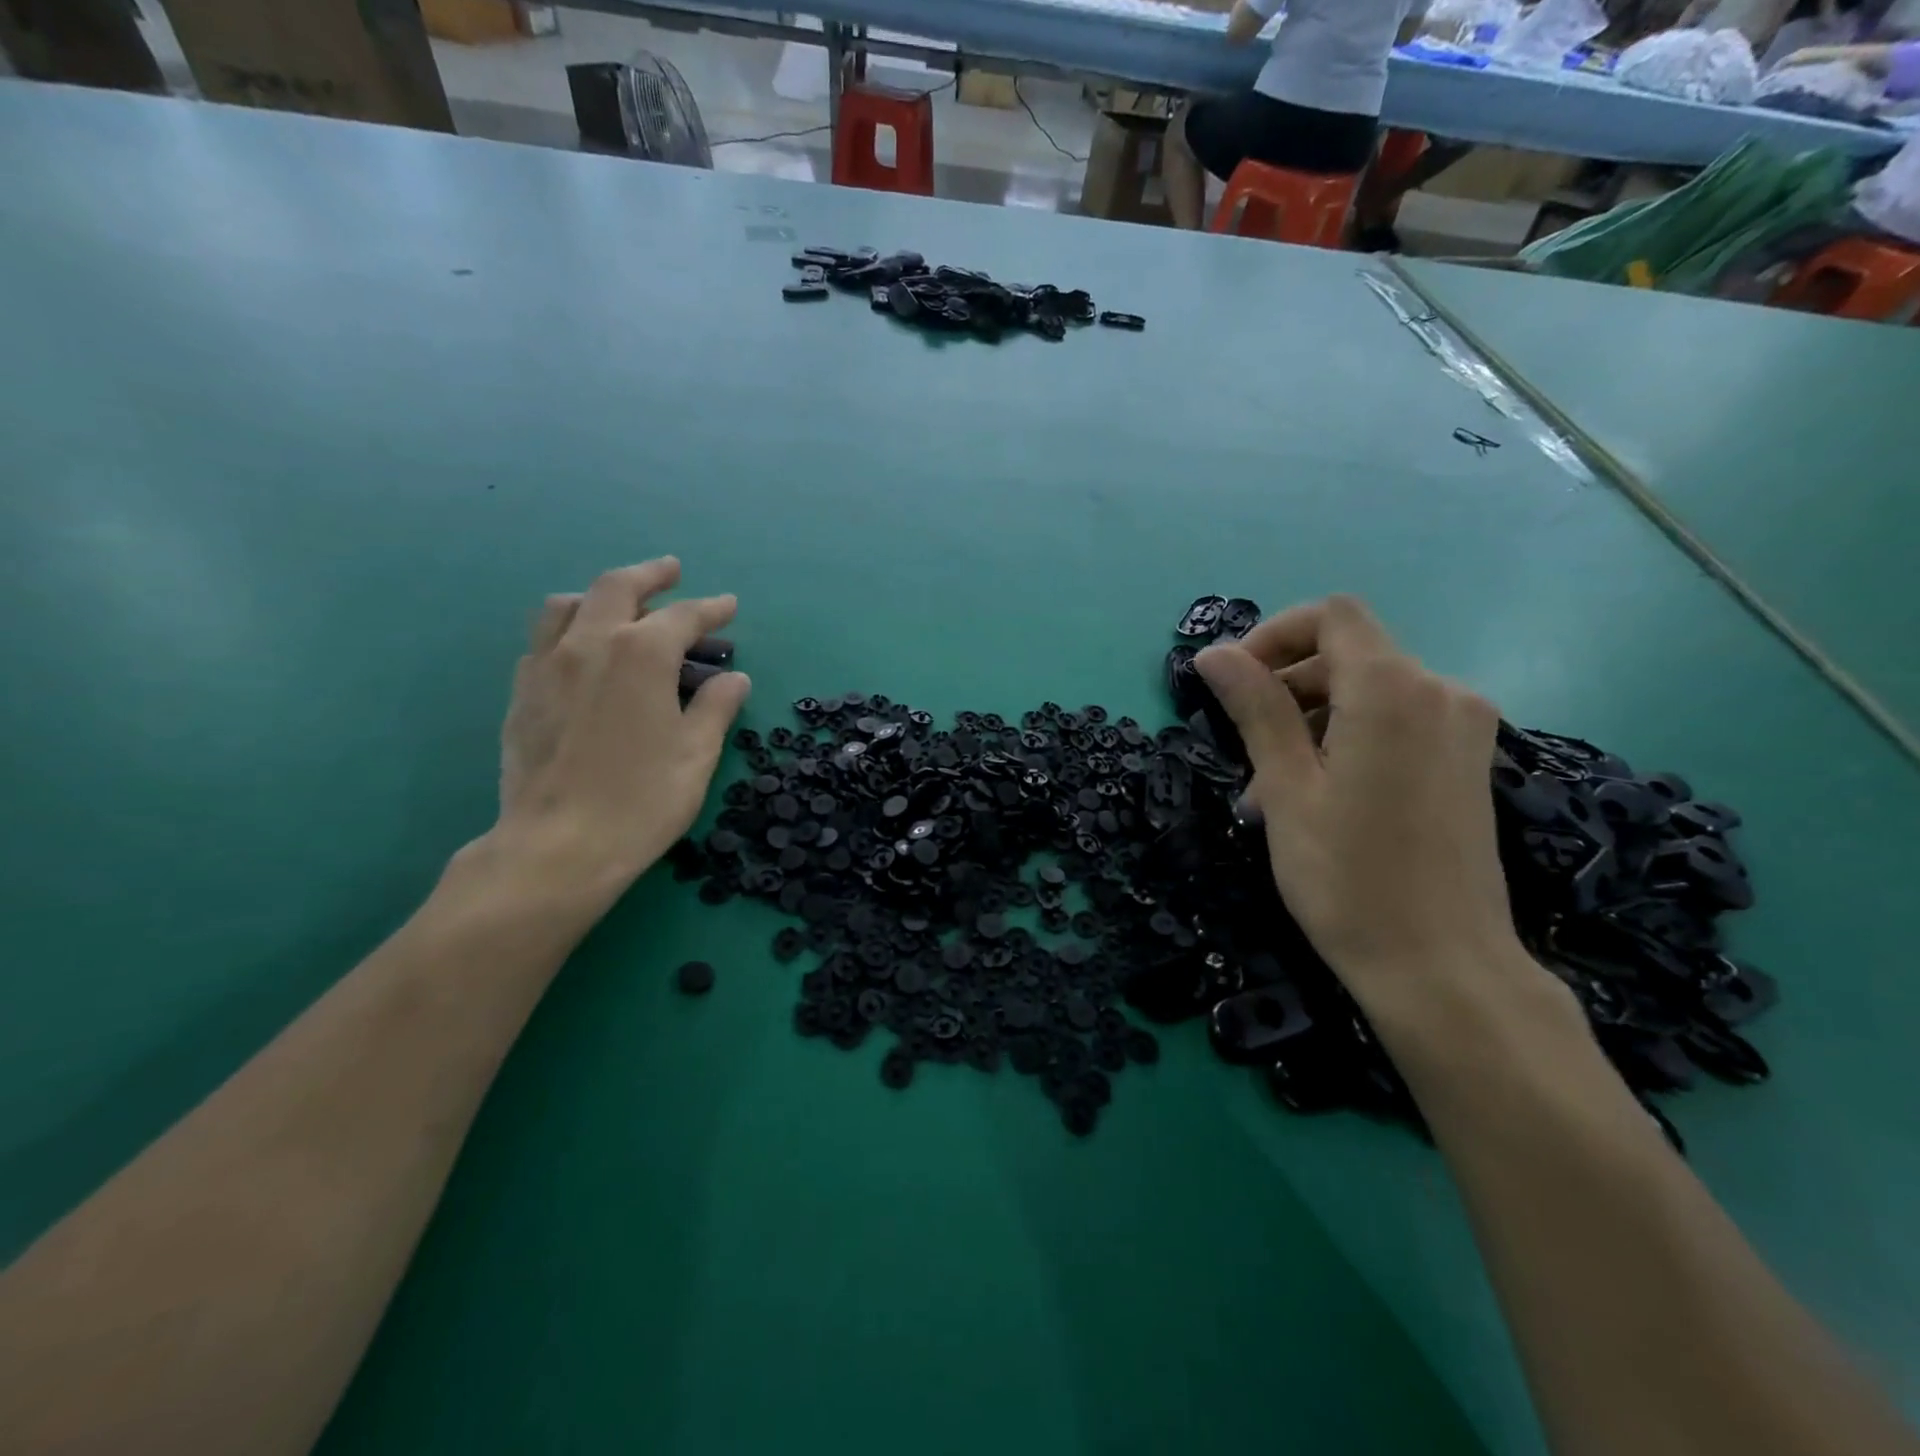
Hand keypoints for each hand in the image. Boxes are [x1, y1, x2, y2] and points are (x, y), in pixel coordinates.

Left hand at [491, 557, 749, 909]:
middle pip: (617, 588)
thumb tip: (733, 678)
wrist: (558, 846)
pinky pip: (544, 640)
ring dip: (599, 595)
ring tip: (620, 605)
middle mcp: (590, 644)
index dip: (711, 609)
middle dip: (650, 575)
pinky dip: (569, 628)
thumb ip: (715, 707)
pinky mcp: (521, 693)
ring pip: (568, 605)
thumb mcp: (696, 753)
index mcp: (641, 654)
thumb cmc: (642, 799)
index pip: (683, 617)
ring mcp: (547, 666)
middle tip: (671, 571)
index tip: (729, 605)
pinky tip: (581, 651)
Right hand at [1195, 596, 1519, 1000]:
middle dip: (1286, 686)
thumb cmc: (1348, 878)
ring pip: (1369, 691)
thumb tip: (1213, 652)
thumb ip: (1256, 709)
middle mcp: (1440, 691)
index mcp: (1392, 690)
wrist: (1442, 967)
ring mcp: (1463, 727)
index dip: (1274, 636)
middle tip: (1245, 750)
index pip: (1330, 617)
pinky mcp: (1468, 761)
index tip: (1234, 683)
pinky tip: (1320, 794)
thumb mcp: (1286, 788)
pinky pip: (1397, 722)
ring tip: (1272, 785)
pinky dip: (1349, 737)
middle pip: (1348, 654)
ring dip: (1312, 718)